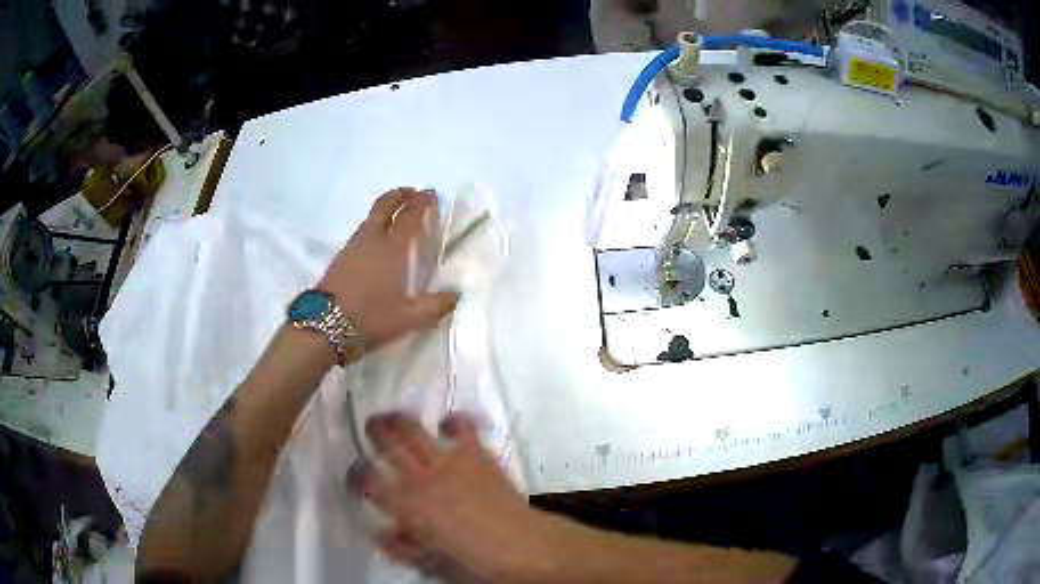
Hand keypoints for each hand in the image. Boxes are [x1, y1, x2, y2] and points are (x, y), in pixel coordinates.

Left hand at [319, 187, 457, 350]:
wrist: (324, 326)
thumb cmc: (370, 319)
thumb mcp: (408, 318)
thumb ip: (434, 306)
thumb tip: (456, 295)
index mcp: (392, 250)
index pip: (410, 218)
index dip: (421, 204)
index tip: (431, 195)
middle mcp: (372, 241)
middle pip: (385, 206)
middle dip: (400, 195)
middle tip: (413, 193)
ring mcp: (353, 247)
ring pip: (371, 217)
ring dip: (386, 208)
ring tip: (397, 213)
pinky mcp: (340, 257)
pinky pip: (362, 230)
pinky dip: (374, 224)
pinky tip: (376, 239)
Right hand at [351, 413, 559, 582]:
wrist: (523, 548)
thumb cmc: (475, 564)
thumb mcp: (431, 563)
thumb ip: (402, 548)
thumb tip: (378, 533)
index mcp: (406, 505)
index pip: (367, 480)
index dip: (355, 474)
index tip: (354, 475)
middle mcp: (421, 476)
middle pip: (386, 442)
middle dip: (373, 431)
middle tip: (369, 428)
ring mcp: (449, 460)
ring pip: (414, 428)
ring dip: (400, 419)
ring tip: (393, 417)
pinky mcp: (476, 453)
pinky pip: (461, 425)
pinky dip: (452, 420)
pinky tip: (447, 424)